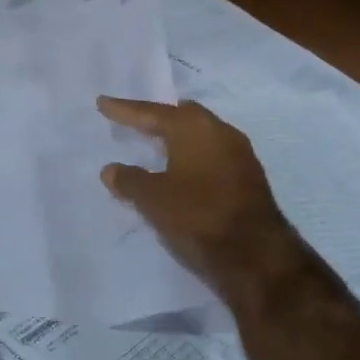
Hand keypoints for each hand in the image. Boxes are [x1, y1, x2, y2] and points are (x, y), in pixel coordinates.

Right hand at [97, 97, 309, 302]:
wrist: (255, 256)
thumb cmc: (197, 216)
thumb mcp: (153, 200)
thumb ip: (129, 180)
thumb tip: (111, 170)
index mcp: (194, 128)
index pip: (152, 113)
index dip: (125, 110)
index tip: (103, 103)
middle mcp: (220, 132)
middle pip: (182, 116)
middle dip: (157, 117)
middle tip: (135, 118)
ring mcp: (240, 155)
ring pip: (201, 136)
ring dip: (178, 138)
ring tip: (156, 142)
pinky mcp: (249, 178)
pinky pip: (212, 155)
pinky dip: (192, 156)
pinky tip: (182, 169)